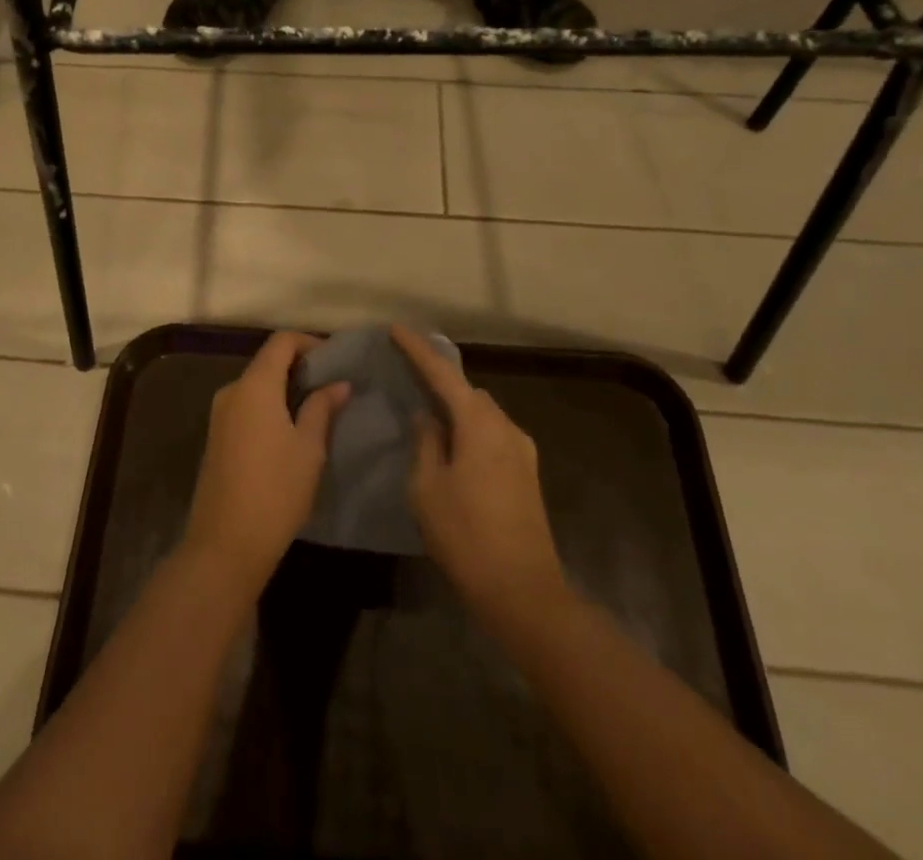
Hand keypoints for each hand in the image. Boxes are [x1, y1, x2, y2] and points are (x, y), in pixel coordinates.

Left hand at [180, 331, 350, 595]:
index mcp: (254, 385)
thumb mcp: (309, 448)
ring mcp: (219, 414)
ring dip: (284, 389)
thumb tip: (339, 384)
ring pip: (257, 386)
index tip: (334, 359)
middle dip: (299, 367)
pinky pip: (246, 406)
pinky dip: (269, 406)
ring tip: (317, 408)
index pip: (281, 342)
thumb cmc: (276, 490)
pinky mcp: (216, 437)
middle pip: (267, 362)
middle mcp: (232, 391)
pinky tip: (291, 429)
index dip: (309, 342)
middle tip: (332, 385)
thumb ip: (322, 408)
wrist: (225, 544)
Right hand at [396, 325, 567, 623]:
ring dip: (456, 407)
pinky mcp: (526, 474)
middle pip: (467, 390)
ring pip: (482, 413)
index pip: (443, 374)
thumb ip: (426, 443)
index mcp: (479, 424)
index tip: (396, 329)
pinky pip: (492, 434)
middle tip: (408, 375)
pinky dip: (469, 428)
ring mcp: (521, 451)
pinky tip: (452, 445)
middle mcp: (505, 427)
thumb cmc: (466, 536)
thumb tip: (428, 417)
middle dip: (439, 379)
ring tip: (427, 412)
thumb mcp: (427, 488)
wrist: (523, 592)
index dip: (418, 350)